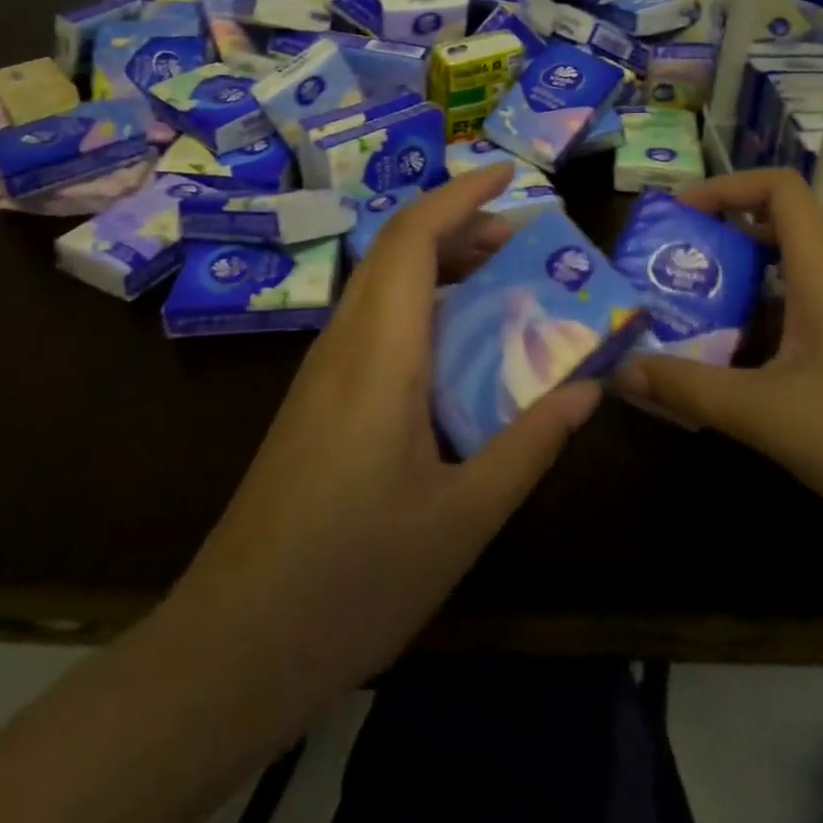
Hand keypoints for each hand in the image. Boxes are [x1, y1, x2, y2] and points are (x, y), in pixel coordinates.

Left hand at [170, 165, 600, 712]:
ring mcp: (322, 372)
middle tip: (528, 242)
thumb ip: (530, 444)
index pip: (412, 238)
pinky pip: (374, 324)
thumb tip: (588, 390)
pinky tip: (458, 351)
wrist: (234, 646)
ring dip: (441, 266)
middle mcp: (344, 345)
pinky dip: (422, 307)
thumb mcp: (464, 518)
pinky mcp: (315, 401)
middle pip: (397, 251)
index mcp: (380, 356)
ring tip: (504, 285)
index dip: (461, 195)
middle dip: (462, 227)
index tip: (512, 176)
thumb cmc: (353, 580)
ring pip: (383, 285)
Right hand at [616, 167, 822, 548]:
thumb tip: (620, 370)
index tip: (679, 216)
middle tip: (666, 275)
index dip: (727, 186)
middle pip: (774, 234)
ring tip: (681, 325)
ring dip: (731, 297)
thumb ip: (689, 389)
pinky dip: (755, 336)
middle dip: (715, 246)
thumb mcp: (767, 414)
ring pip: (783, 287)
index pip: (782, 189)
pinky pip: (796, 329)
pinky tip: (726, 378)